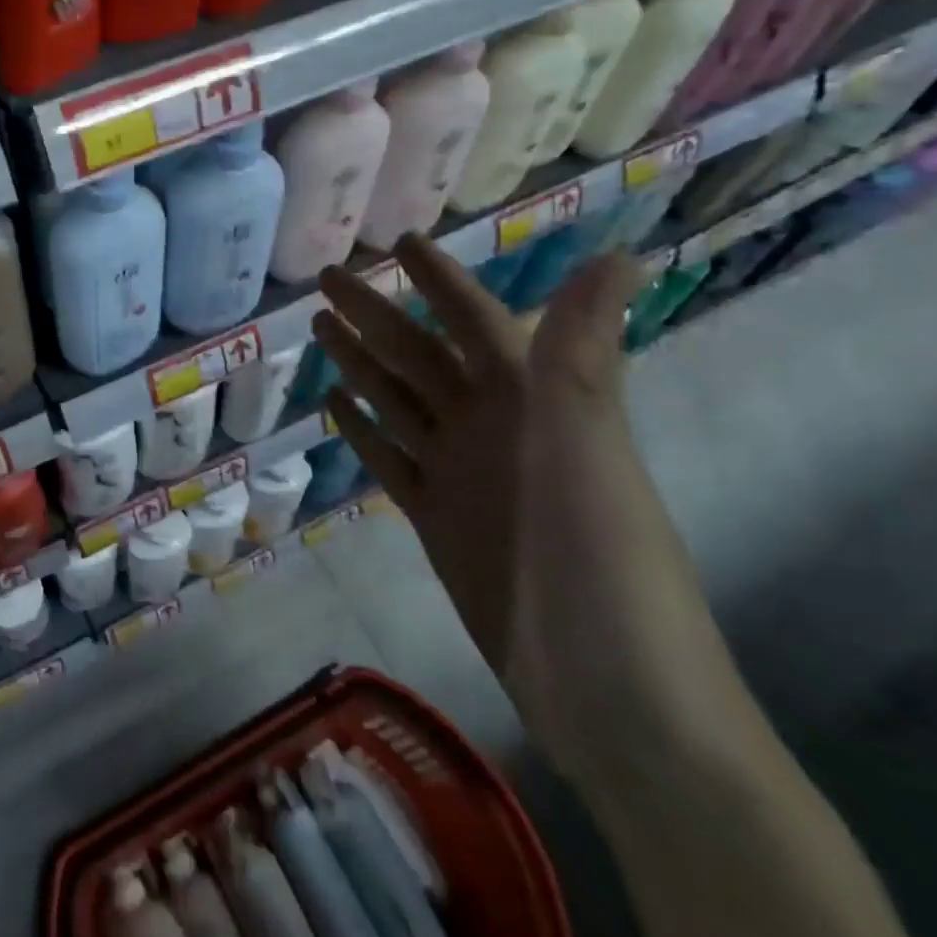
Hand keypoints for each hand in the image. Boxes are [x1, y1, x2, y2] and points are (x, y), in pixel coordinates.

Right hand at [314, 236, 748, 788]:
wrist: (611, 696)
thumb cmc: (604, 567)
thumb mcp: (588, 457)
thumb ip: (581, 360)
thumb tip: (618, 254)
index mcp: (534, 404)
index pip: (477, 323)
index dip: (441, 280)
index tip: (401, 240)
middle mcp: (494, 429)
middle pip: (421, 357)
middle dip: (376, 314)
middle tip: (325, 279)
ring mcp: (463, 475)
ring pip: (400, 403)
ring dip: (361, 364)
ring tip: (318, 329)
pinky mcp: (438, 520)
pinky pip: (392, 461)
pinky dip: (364, 432)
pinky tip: (334, 406)